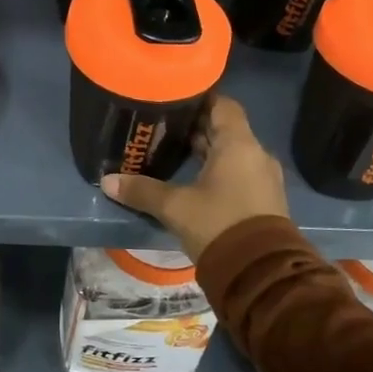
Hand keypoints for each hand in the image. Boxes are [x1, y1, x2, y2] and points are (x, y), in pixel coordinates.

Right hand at [100, 96, 288, 260]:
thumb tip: (108, 181)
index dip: (199, 98)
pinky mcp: (264, 199)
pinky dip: (218, 169)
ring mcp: (263, 177)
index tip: (173, 100)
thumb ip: (142, 191)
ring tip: (174, 152)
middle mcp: (256, 154)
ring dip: (207, 150)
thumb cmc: (218, 224)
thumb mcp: (175, 207)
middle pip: (225, 128)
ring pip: (232, 152)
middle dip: (196, 127)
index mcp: (239, 144)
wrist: (261, 273)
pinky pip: (240, 172)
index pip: (222, 104)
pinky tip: (194, 180)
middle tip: (164, 126)